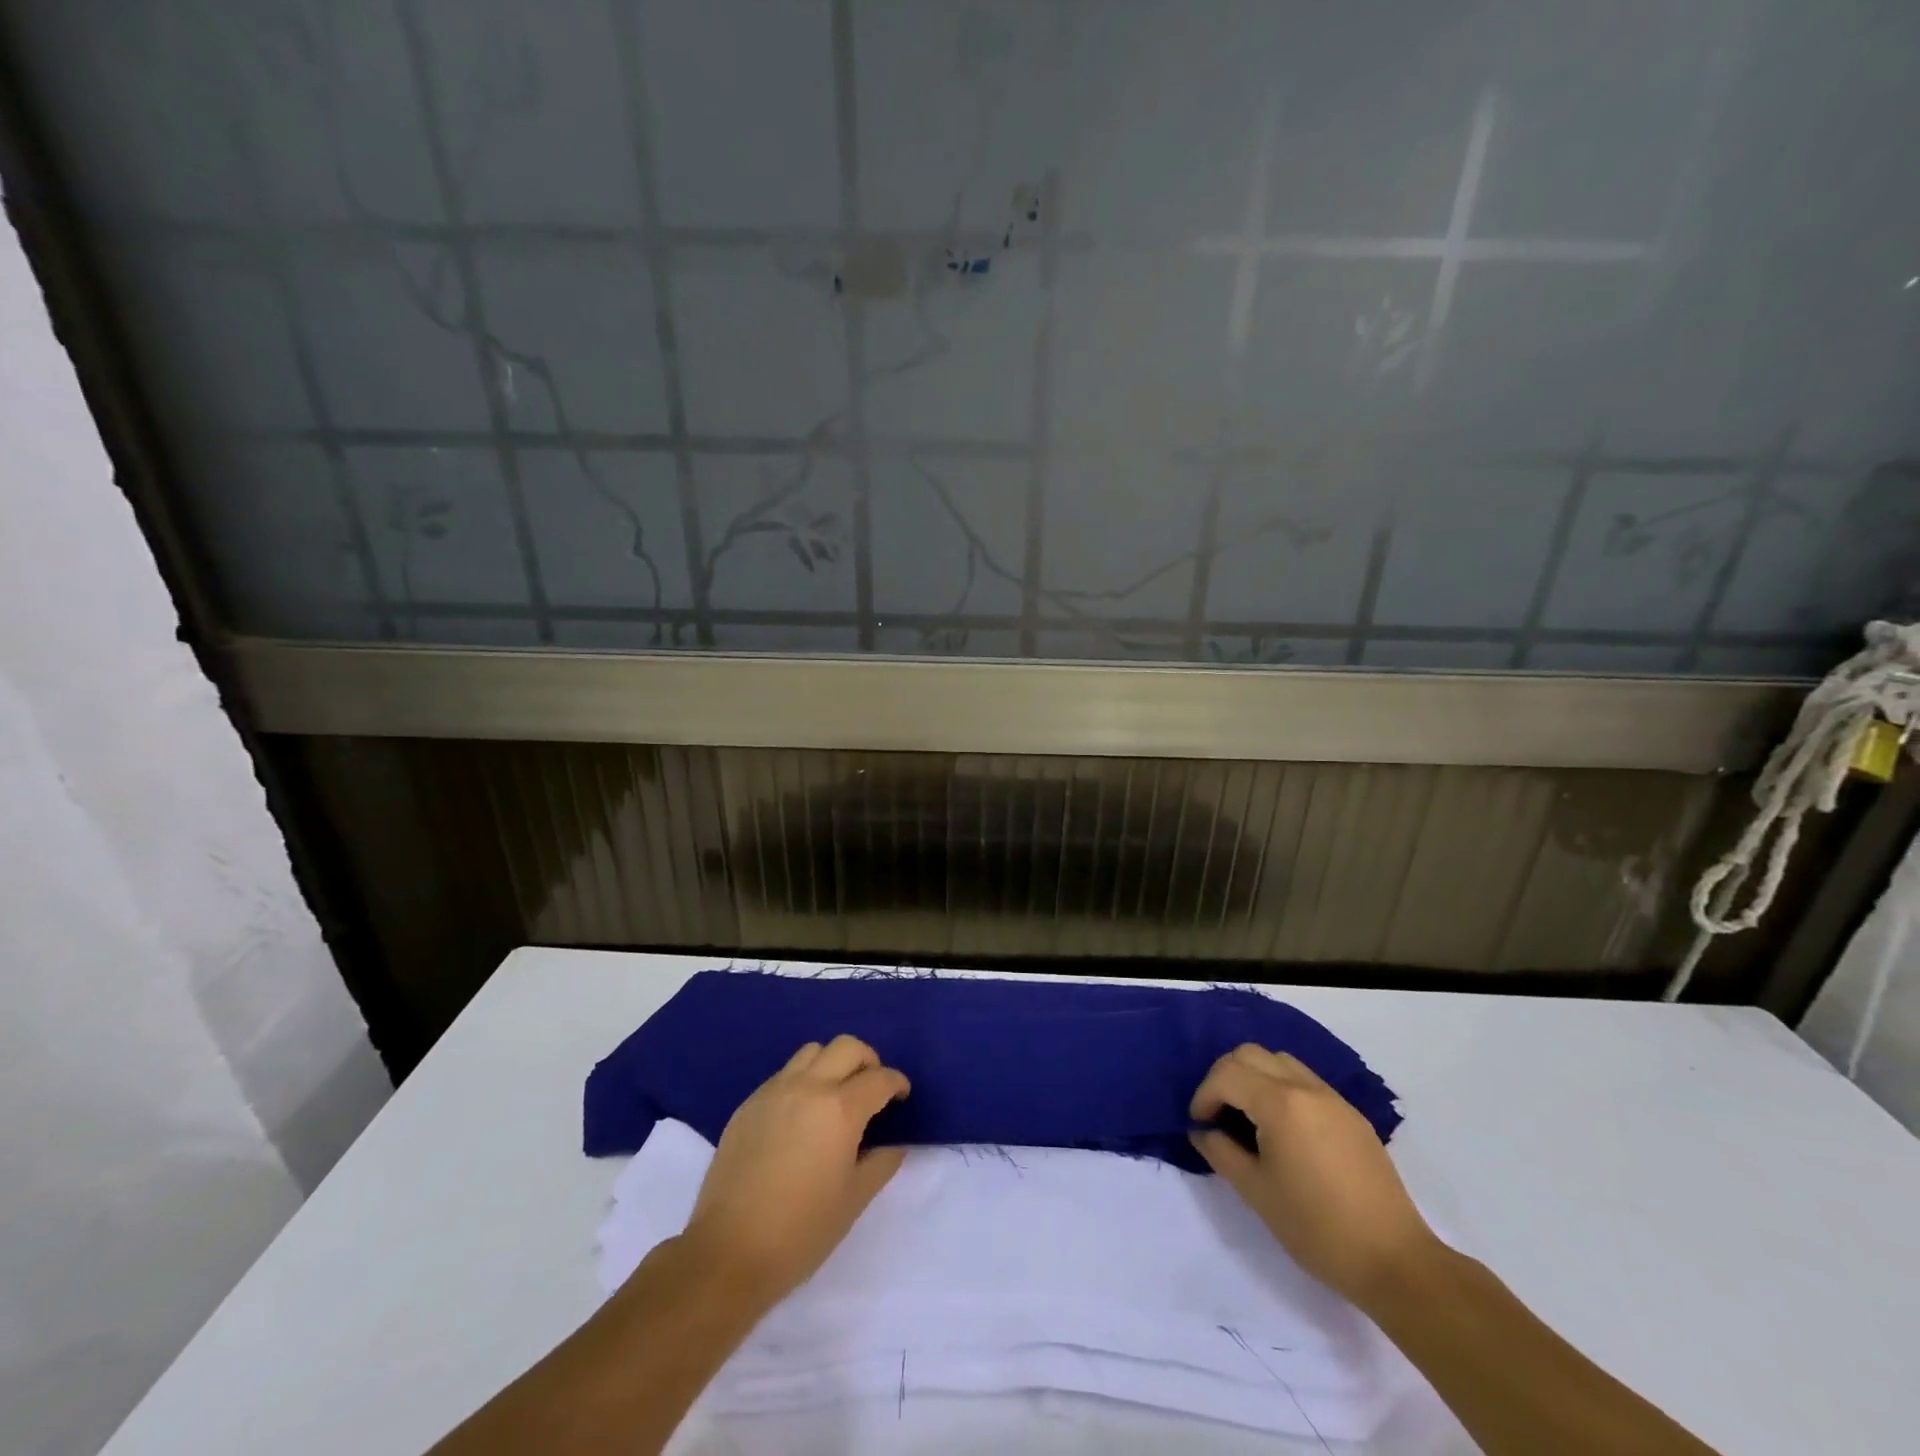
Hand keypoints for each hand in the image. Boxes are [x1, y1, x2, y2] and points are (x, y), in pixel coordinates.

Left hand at [681, 1034, 909, 1303]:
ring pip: (813, 1051)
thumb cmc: (800, 1232)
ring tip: (836, 1096)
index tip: (901, 1097)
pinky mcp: (749, 1103)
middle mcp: (808, 1087)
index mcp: (840, 1109)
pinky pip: (785, 1073)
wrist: (727, 1253)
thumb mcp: (854, 1200)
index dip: (897, 1083)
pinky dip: (803, 1080)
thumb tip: (894, 1142)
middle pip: (847, 1047)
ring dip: (833, 1063)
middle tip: (872, 1089)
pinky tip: (802, 1115)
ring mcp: (774, 1091)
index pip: (879, 1078)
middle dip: (868, 1061)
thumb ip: (882, 1162)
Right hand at [1190, 1044, 1438, 1303]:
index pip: (1227, 1074)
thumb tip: (1202, 1131)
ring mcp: (1333, 1098)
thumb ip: (1221, 1151)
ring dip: (1254, 1077)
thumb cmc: (1317, 1228)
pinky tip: (1282, 1129)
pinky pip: (1304, 1080)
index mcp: (1281, 1102)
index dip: (1204, 1095)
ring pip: (1279, 1061)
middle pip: (1251, 1054)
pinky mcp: (1350, 1114)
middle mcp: (1306, 1087)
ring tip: (1248, 1117)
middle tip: (1219, 1114)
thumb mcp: (1256, 1191)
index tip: (1200, 1125)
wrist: (1395, 1262)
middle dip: (1225, 1077)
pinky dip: (1280, 1088)